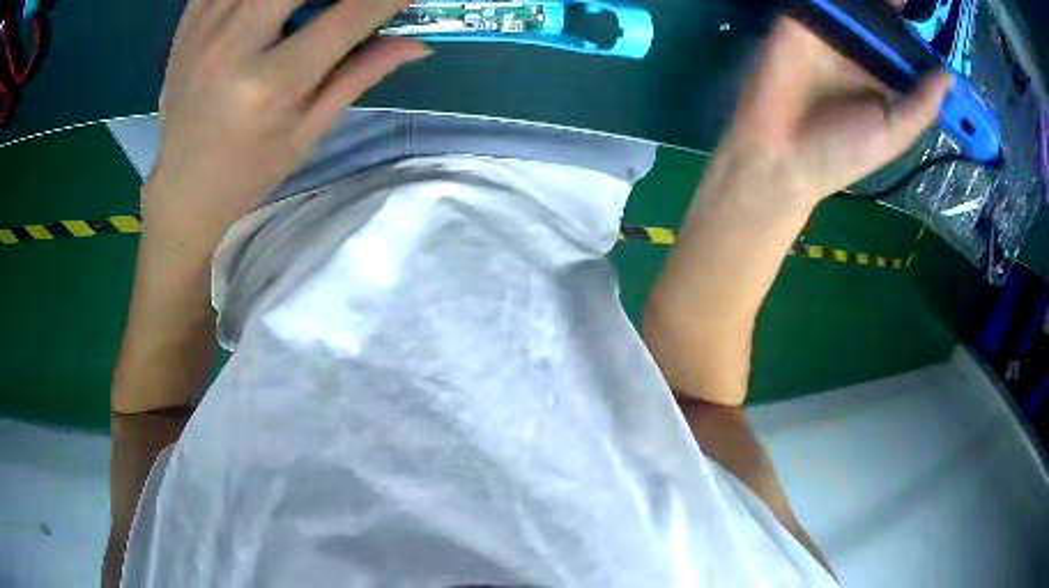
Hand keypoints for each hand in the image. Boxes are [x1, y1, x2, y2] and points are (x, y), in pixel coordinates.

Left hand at [143, 0, 428, 256]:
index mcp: (270, 85)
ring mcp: (204, 29)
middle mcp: (233, 47)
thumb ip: (359, 75)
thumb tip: (417, 43)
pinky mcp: (187, 23)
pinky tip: (266, 8)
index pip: (348, 16)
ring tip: (305, 9)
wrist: (182, 188)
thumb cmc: (248, 170)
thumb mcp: (308, 131)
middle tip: (350, 1)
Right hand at [723, 6, 952, 206]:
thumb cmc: (842, 152)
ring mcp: (833, 30)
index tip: (940, 15)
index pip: (912, 46)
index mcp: (889, 78)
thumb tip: (949, 73)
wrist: (780, 151)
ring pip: (859, 1)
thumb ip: (922, 104)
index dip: (926, 32)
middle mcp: (864, 49)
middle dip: (900, 5)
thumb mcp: (894, 134)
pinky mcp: (803, 17)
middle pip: (887, 15)